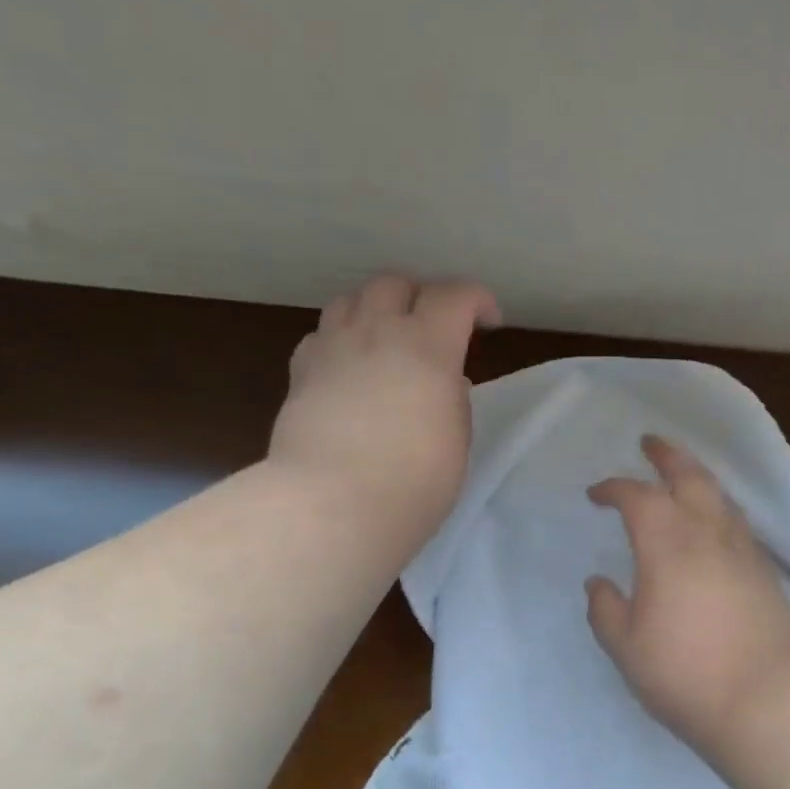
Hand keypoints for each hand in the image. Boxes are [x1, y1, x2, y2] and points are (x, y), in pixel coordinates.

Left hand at [269, 275, 500, 549]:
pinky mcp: (300, 373)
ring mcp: (332, 349)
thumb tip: (442, 380)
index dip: (477, 300)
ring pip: (350, 300)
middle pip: (395, 284)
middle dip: (421, 296)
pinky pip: (321, 336)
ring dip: (375, 309)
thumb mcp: (456, 437)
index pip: (455, 296)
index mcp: (427, 346)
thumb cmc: (413, 481)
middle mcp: (376, 333)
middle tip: (434, 326)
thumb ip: (451, 397)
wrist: (333, 504)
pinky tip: (348, 367)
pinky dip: (340, 340)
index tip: (489, 322)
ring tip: (386, 338)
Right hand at [586, 435, 789, 749]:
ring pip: (720, 495)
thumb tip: (598, 583)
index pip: (638, 497)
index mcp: (667, 544)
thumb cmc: (687, 673)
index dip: (614, 488)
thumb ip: (606, 610)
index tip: (596, 494)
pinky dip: (718, 507)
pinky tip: (714, 523)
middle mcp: (708, 534)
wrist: (771, 700)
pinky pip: (737, 521)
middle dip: (667, 455)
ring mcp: (743, 551)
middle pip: (690, 475)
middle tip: (650, 443)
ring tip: (683, 475)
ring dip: (697, 476)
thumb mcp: (627, 648)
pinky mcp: (766, 572)